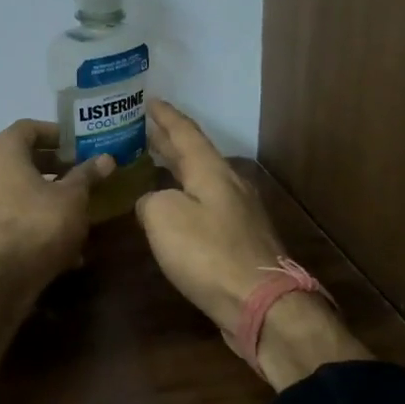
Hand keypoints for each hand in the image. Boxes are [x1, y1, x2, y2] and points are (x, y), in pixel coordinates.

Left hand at [0, 119, 113, 289]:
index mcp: (0, 151)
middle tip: (77, 177)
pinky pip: (2, 220)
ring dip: (39, 199)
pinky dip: (25, 225)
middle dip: (50, 168)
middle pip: (17, 160)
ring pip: (11, 193)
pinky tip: (51, 248)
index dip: (55, 134)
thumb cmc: (37, 225)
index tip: (77, 147)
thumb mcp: (72, 198)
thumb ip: (87, 175)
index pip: (28, 128)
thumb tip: (106, 159)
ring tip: (70, 216)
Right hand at [135, 100, 367, 388]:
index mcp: (211, 171)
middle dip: (168, 140)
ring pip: (201, 180)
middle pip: (195, 154)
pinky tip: (173, 209)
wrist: (260, 303)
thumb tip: (152, 203)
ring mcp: (238, 214)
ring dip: (177, 169)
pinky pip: (205, 206)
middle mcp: (229, 185)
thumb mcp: (163, 217)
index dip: (165, 116)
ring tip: (153, 164)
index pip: (185, 132)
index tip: (149, 100)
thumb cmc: (208, 253)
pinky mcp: (239, 241)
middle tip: (144, 129)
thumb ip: (150, 200)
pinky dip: (184, 197)